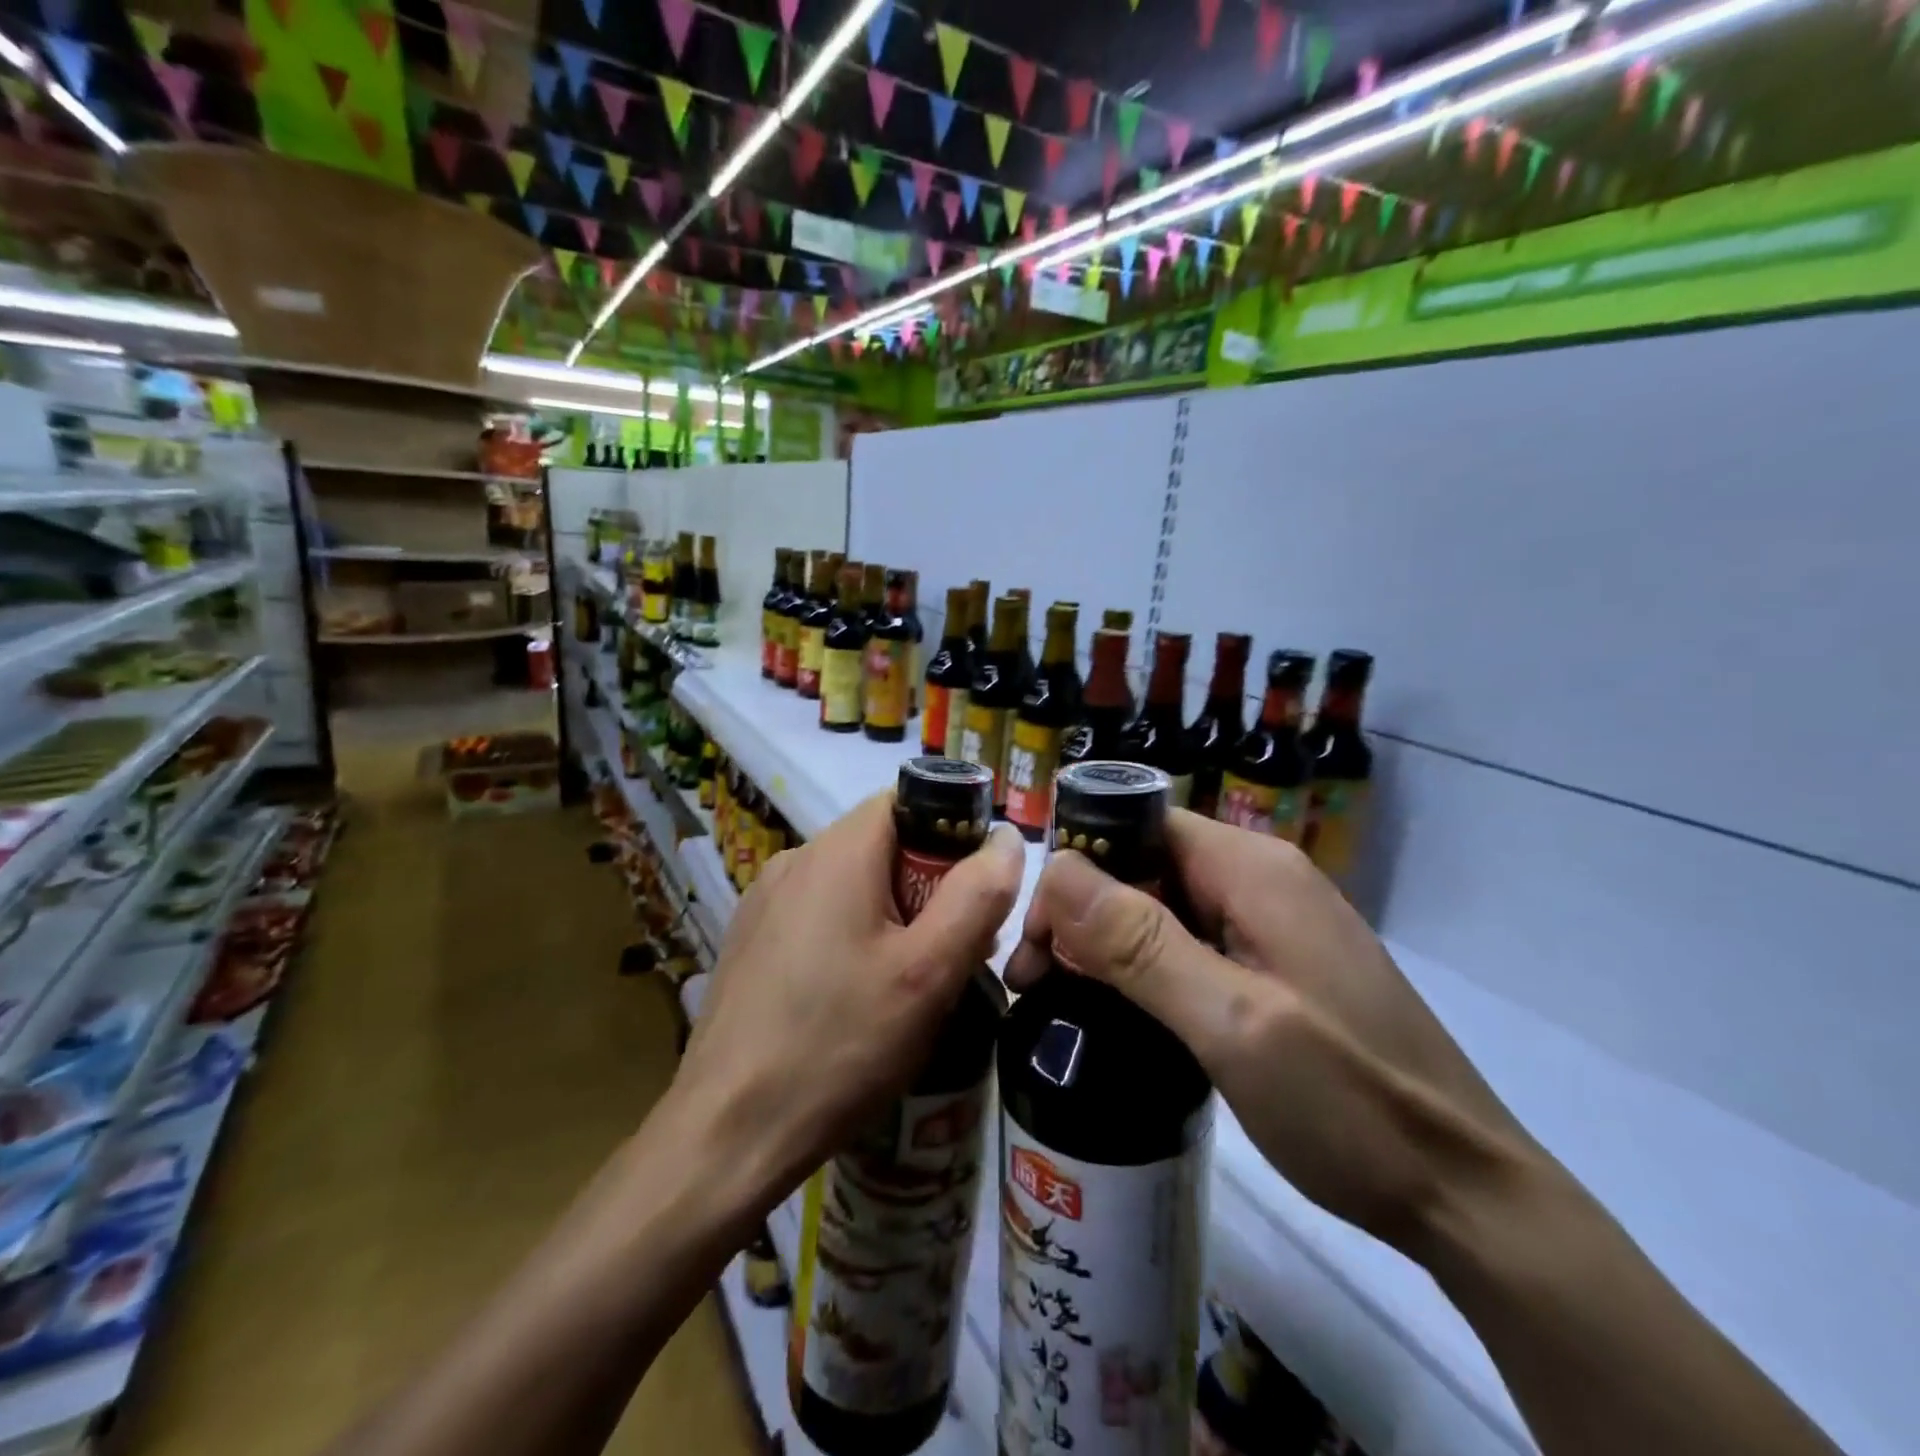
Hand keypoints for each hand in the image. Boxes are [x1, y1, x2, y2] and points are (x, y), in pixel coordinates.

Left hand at [675, 794, 1023, 1216]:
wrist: (726, 1134)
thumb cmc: (839, 1045)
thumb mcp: (929, 973)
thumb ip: (977, 896)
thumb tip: (1006, 840)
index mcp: (837, 852)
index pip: (908, 801)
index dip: (952, 834)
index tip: (975, 893)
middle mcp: (795, 861)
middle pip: (883, 845)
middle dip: (929, 885)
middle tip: (954, 953)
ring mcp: (765, 902)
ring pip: (853, 884)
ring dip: (895, 916)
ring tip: (913, 984)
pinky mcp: (752, 941)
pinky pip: (820, 916)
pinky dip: (855, 937)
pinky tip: (859, 1000)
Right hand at [1005, 810, 1534, 1254]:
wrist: (1466, 1196)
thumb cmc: (1349, 1103)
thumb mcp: (1232, 1022)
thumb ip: (1141, 943)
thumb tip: (1055, 869)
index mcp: (1252, 870)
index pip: (1137, 827)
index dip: (1078, 868)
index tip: (1037, 939)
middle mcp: (1261, 881)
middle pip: (1145, 865)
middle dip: (1081, 911)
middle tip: (1033, 982)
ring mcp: (1271, 926)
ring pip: (1163, 906)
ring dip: (1105, 943)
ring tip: (1057, 998)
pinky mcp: (1275, 968)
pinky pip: (1190, 944)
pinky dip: (1143, 967)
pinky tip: (1117, 1009)